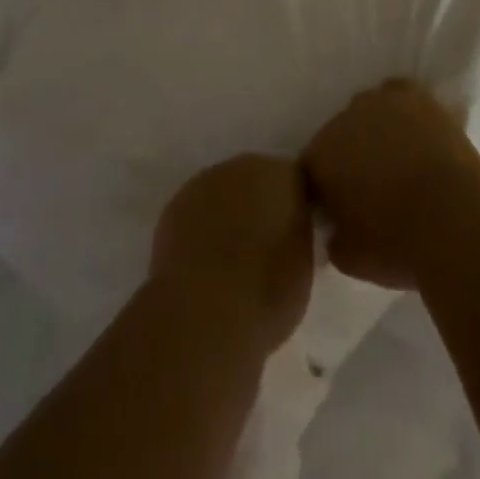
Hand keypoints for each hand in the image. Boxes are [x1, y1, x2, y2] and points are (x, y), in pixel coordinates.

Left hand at [150, 154, 314, 352]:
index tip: (291, 237)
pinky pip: (196, 212)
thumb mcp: (303, 266)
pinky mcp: (176, 203)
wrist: (205, 311)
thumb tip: (287, 236)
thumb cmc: (267, 293)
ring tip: (227, 259)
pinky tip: (200, 262)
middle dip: (258, 205)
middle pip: (256, 180)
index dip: (292, 209)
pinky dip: (199, 229)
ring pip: (223, 193)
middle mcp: (245, 167)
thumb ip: (296, 236)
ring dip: (227, 214)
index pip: (294, 182)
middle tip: (260, 247)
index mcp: (284, 176)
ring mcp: (206, 181)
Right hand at [302, 80, 479, 289]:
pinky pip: (400, 97)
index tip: (340, 210)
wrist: (456, 219)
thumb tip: (337, 227)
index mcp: (321, 155)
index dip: (325, 188)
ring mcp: (382, 101)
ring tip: (396, 160)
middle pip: (339, 135)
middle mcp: (344, 118)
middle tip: (370, 187)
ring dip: (374, 130)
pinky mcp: (418, 97)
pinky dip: (403, 112)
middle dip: (349, 156)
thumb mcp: (350, 259)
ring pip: (368, 111)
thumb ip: (334, 237)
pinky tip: (415, 135)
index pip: (312, 167)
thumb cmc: (397, 243)